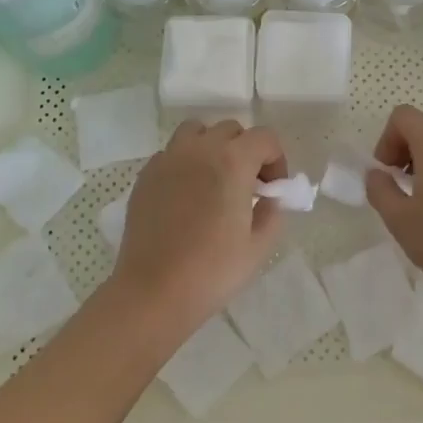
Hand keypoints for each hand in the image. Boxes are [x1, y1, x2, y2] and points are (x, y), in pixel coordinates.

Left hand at [111, 120, 287, 334]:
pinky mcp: (146, 175)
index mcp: (233, 161)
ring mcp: (168, 159)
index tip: (272, 189)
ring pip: (196, 132)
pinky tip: (185, 194)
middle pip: (231, 130)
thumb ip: (272, 212)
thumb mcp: (258, 246)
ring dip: (212, 147)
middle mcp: (200, 149)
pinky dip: (185, 163)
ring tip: (214, 179)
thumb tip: (269, 198)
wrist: (153, 292)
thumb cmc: (212, 271)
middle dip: (246, 151)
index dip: (276, 159)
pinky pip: (172, 153)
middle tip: (247, 186)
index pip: (265, 138)